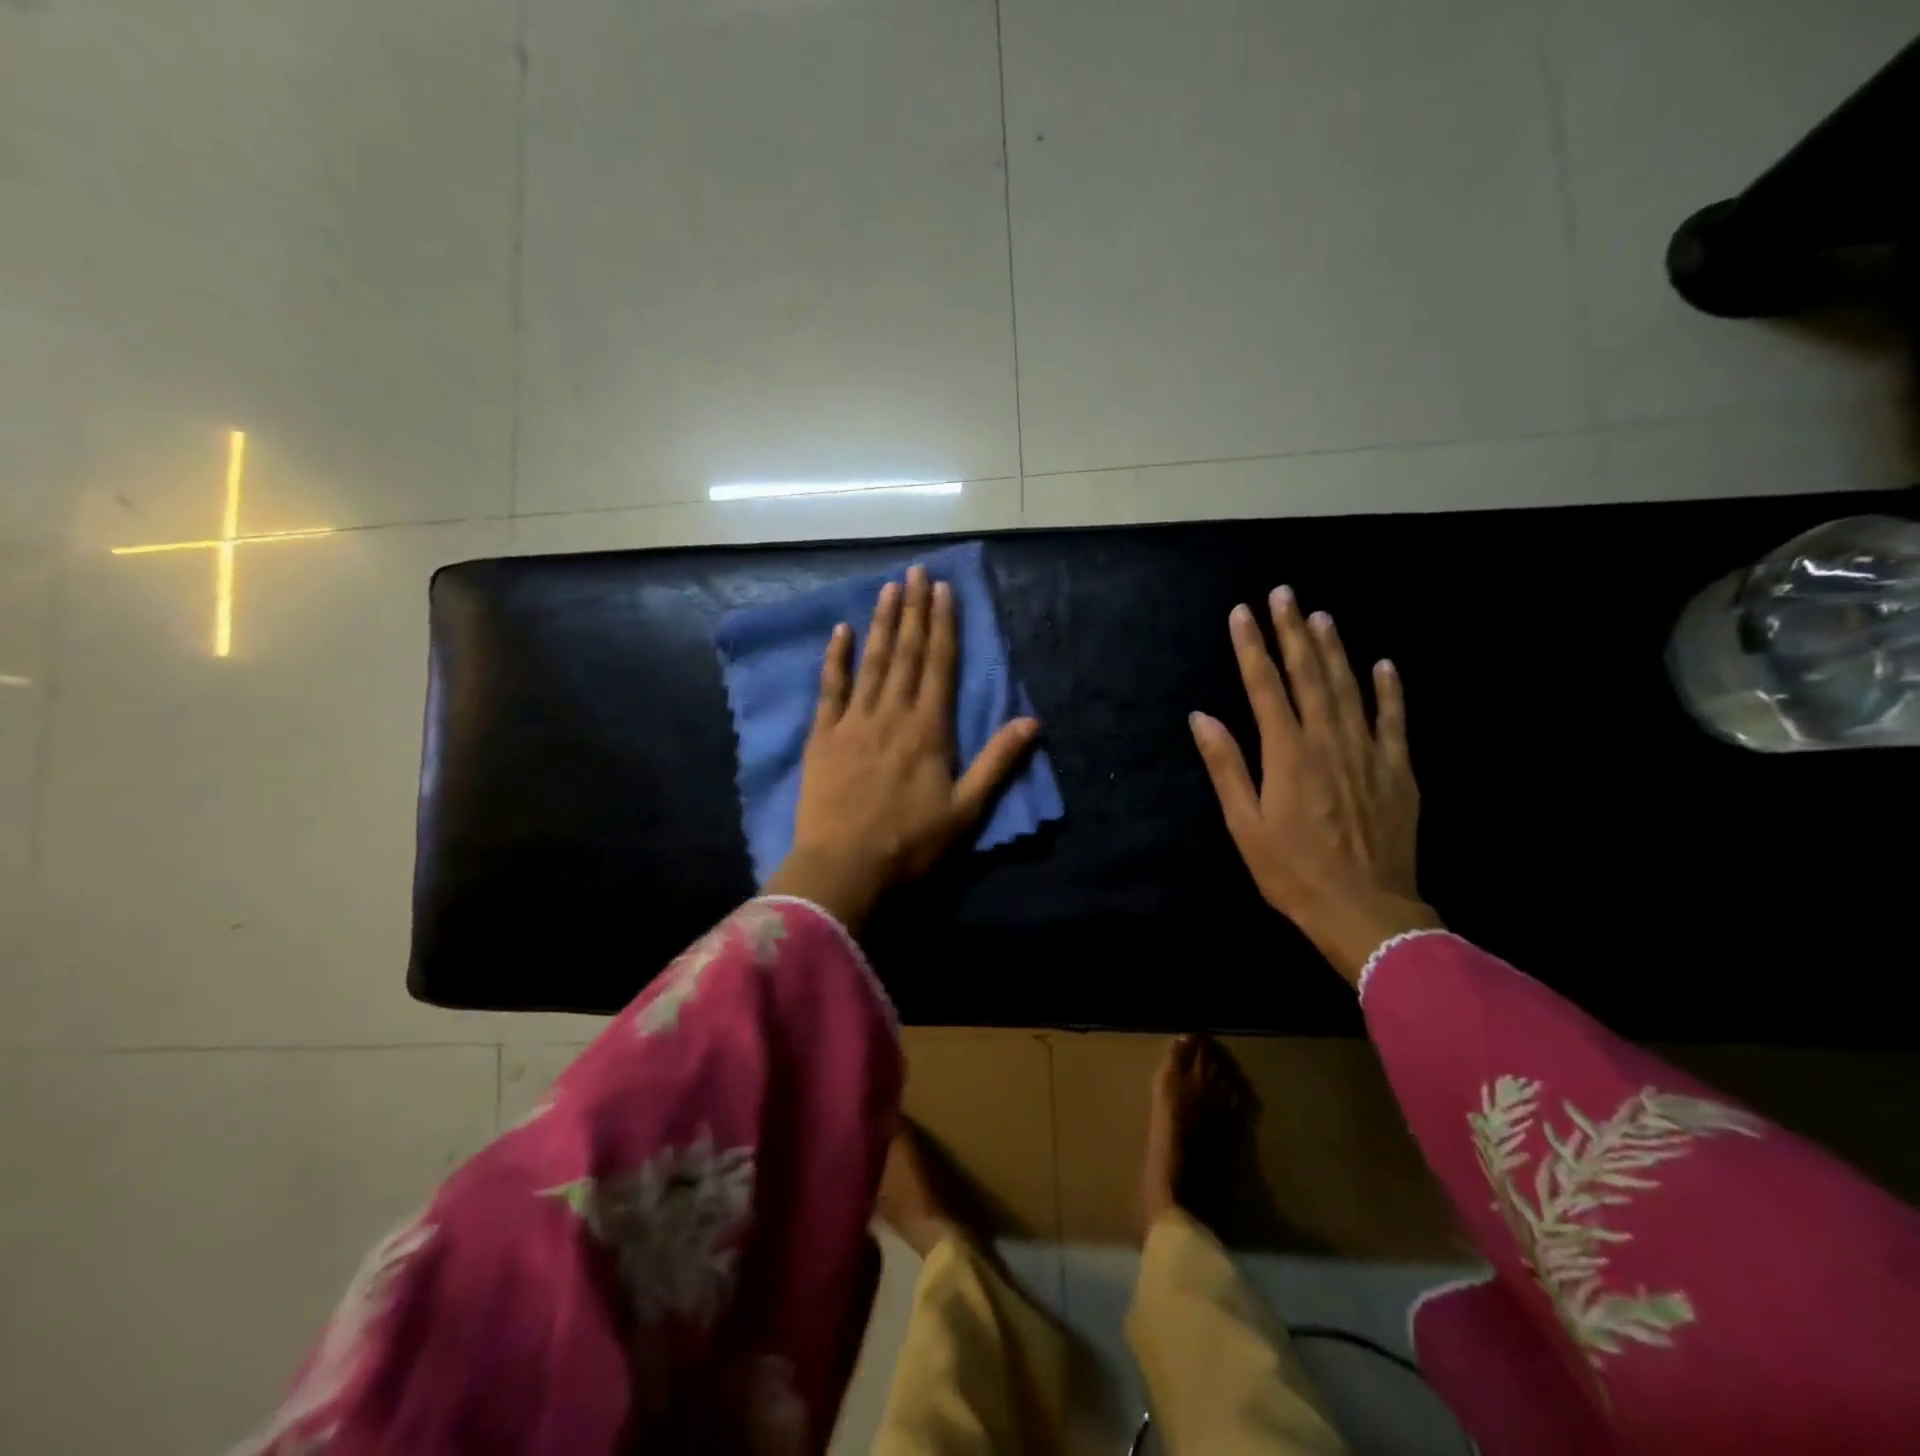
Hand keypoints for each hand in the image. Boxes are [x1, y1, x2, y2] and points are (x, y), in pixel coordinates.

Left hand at [764, 565, 1040, 930]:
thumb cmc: (911, 844)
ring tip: (888, 588)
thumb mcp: (966, 810)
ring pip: (872, 662)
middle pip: (906, 653)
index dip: (943, 625)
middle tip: (917, 571)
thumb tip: (1033, 722)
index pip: (939, 665)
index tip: (944, 589)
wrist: (844, 869)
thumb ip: (998, 762)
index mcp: (929, 729)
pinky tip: (841, 631)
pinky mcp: (823, 737)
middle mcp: (892, 714)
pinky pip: (830, 688)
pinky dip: (836, 658)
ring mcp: (853, 722)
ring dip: (882, 623)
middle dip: (914, 610)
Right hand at [1190, 586, 1441, 985]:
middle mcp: (1328, 742)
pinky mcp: (1398, 771)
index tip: (1242, 613)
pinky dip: (1389, 690)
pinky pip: (1395, 721)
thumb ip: (1226, 766)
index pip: (1264, 688)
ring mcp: (1368, 753)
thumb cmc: (1292, 872)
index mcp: (1287, 755)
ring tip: (1320, 615)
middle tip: (1283, 593)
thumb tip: (1202, 717)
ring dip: (1334, 649)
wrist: (1365, 911)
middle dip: (1293, 632)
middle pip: (1308, 676)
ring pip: (1349, 688)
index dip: (1252, 648)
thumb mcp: (1244, 825)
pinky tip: (1384, 664)